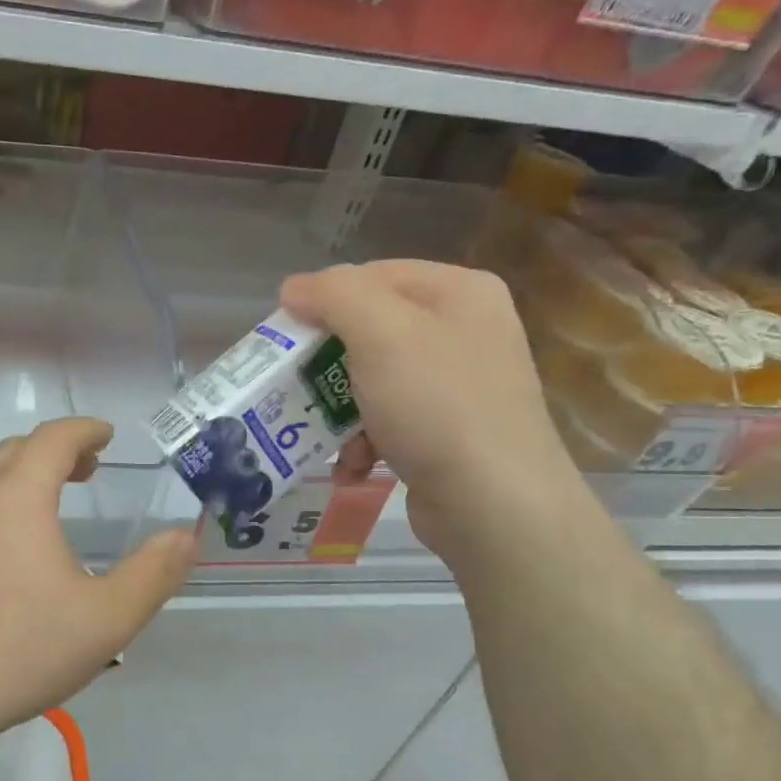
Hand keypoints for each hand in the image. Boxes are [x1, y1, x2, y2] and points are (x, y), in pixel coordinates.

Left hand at [0, 418, 196, 734]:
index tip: (105, 436)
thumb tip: (186, 536)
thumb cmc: (20, 651)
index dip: (84, 430)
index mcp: (17, 497)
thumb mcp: (106, 619)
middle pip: (14, 451)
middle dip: (53, 452)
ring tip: (45, 509)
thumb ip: (153, 574)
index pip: (53, 438)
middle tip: (84, 472)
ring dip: (18, 478)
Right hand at [280, 260, 585, 563]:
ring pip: (373, 378)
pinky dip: (362, 440)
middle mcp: (464, 330)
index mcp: (458, 292)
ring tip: (321, 434)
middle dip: (326, 363)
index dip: (322, 300)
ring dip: (338, 408)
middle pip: (370, 329)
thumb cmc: (436, 407)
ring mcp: (459, 384)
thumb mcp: (381, 334)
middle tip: (293, 386)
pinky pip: (389, 419)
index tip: (285, 337)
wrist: (494, 505)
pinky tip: (351, 465)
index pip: (371, 275)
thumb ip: (334, 295)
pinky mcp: (448, 431)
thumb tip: (292, 287)